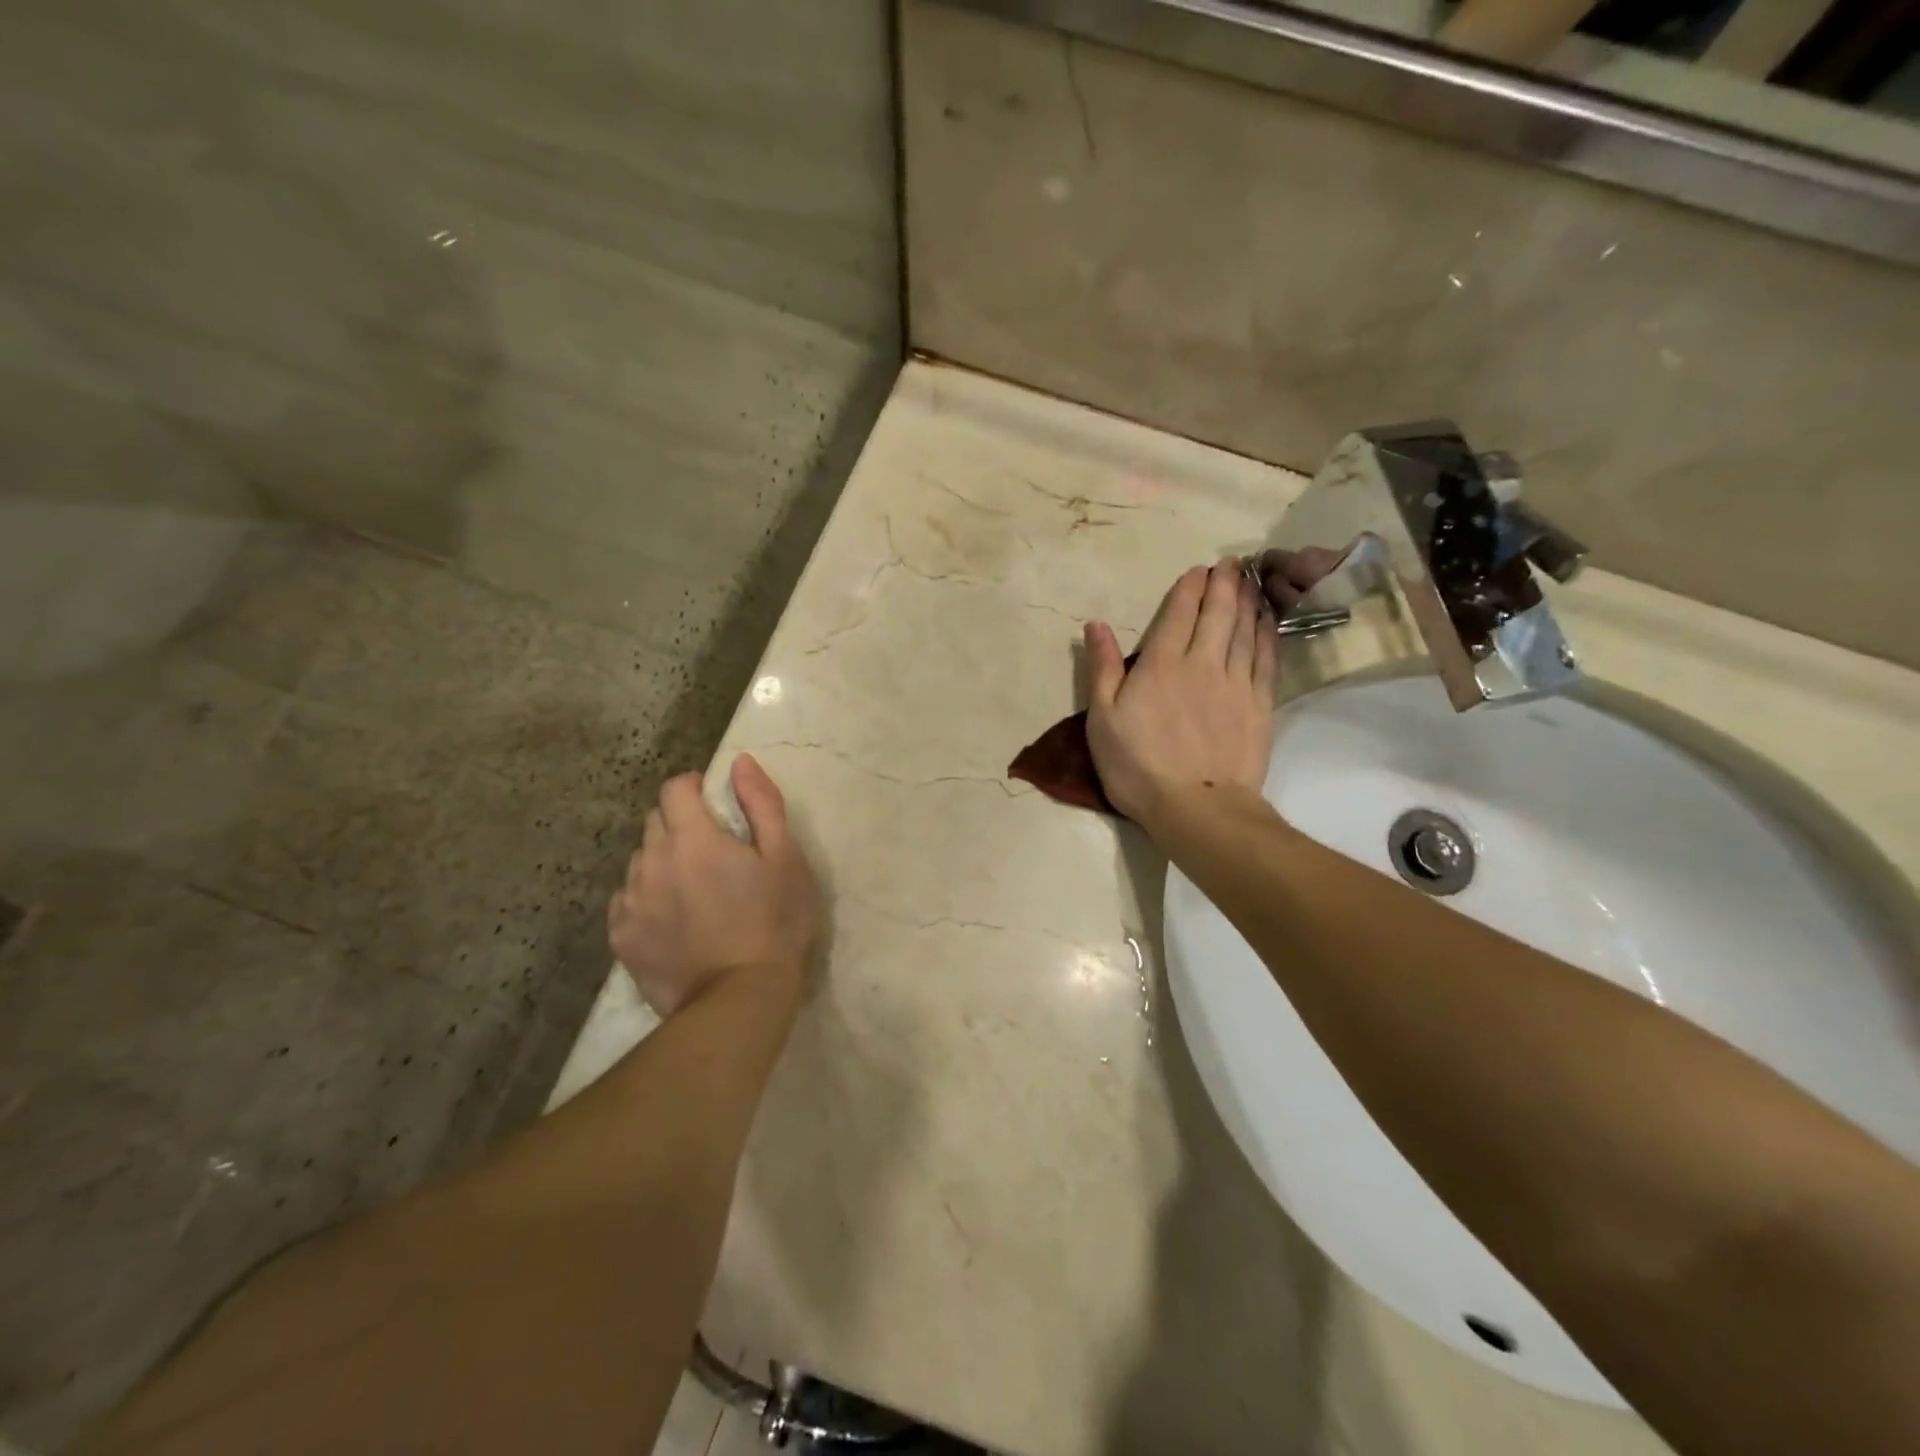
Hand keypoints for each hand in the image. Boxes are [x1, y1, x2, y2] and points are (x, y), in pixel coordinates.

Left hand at [608, 754, 822, 1017]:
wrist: (741, 1000)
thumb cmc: (775, 922)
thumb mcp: (786, 858)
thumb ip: (762, 804)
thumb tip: (739, 762)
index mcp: (693, 838)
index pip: (675, 789)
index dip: (694, 787)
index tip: (713, 801)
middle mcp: (652, 861)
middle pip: (656, 822)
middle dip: (680, 824)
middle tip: (713, 852)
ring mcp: (631, 902)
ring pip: (640, 861)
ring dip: (663, 861)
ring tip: (694, 889)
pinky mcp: (621, 938)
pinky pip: (627, 900)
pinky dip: (647, 898)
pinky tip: (674, 919)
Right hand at [1084, 559, 1279, 832]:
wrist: (1197, 807)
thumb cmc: (1137, 766)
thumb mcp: (1102, 719)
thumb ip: (1102, 669)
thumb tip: (1096, 625)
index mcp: (1161, 665)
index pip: (1177, 615)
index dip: (1189, 589)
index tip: (1198, 570)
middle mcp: (1202, 664)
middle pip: (1217, 615)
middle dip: (1224, 585)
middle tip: (1231, 564)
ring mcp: (1235, 684)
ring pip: (1244, 631)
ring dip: (1247, 602)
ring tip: (1251, 582)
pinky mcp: (1259, 706)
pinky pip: (1266, 660)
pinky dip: (1267, 636)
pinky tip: (1267, 622)